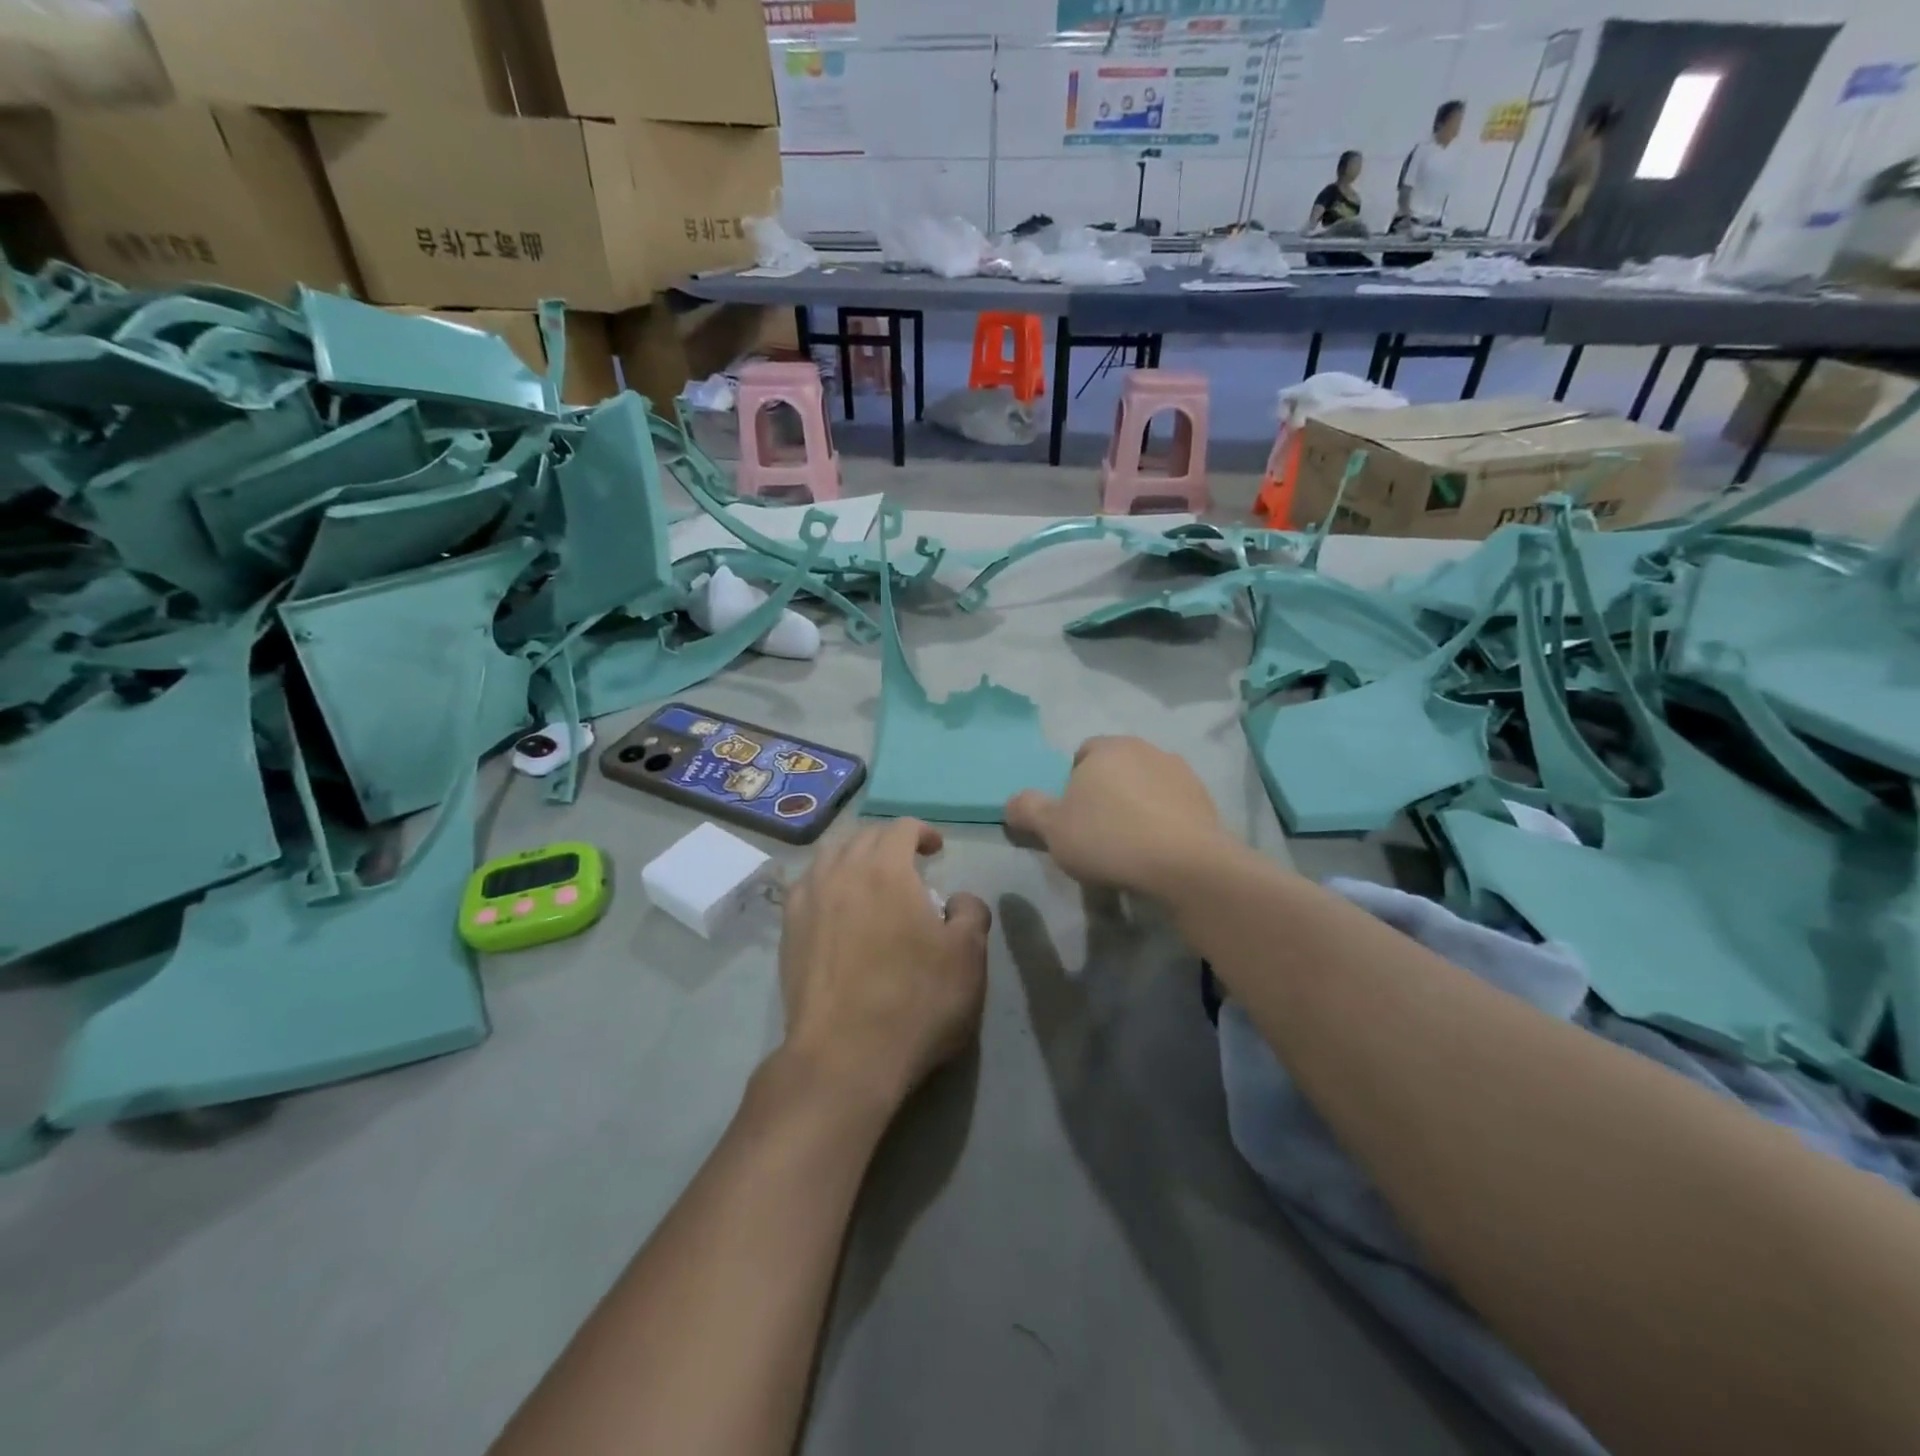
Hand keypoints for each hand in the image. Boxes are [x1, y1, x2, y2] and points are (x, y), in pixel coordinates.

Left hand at [778, 820, 990, 1112]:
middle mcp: (841, 872)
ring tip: (871, 880)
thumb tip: (958, 900)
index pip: (901, 827)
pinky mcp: (789, 931)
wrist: (845, 1056)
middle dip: (889, 842)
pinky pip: (807, 886)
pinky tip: (837, 905)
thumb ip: (971, 913)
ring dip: (855, 857)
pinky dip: (827, 882)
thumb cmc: (915, 1001)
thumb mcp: (968, 957)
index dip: (923, 832)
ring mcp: (808, 900)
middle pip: (863, 837)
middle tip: (910, 864)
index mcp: (885, 869)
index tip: (937, 849)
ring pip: (830, 856)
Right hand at [1005, 737, 1223, 895]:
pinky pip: (1172, 806)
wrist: (1185, 865)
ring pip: (1146, 786)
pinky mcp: (1205, 801)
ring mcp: (1181, 773)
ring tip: (1130, 845)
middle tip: (1097, 831)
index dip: (1073, 783)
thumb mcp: (1052, 829)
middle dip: (1106, 793)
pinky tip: (1157, 851)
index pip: (1083, 754)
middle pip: (1116, 768)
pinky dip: (1163, 822)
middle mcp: (1146, 749)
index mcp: (1108, 748)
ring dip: (1137, 806)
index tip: (1072, 816)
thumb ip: (1027, 809)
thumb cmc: (1109, 838)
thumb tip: (1012, 802)